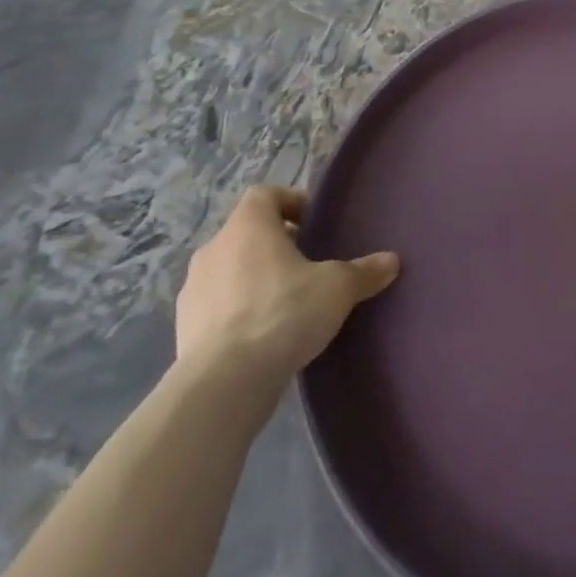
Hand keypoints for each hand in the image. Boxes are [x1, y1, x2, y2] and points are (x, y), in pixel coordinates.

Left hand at [176, 186, 399, 378]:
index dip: (290, 202)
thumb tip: (392, 261)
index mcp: (248, 226)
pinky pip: (216, 306)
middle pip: (246, 232)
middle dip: (275, 244)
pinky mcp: (183, 327)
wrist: (224, 382)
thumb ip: (364, 271)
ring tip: (285, 303)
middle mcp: (214, 248)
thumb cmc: (283, 313)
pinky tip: (261, 335)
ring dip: (253, 277)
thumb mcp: (338, 288)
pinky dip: (236, 311)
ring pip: (229, 269)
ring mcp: (193, 289)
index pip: (264, 195)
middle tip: (306, 265)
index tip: (312, 223)